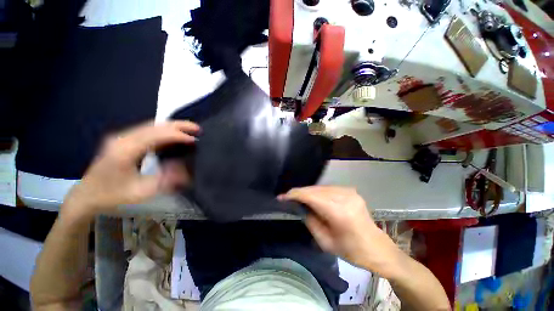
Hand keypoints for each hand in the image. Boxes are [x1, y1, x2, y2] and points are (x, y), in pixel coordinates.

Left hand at [63, 121, 199, 218]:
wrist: (86, 196)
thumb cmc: (112, 196)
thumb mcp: (141, 192)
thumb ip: (165, 179)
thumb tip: (185, 167)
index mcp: (125, 150)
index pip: (156, 135)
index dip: (177, 135)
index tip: (195, 140)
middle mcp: (122, 138)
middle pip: (154, 125)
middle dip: (178, 125)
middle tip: (197, 128)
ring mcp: (121, 137)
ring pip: (151, 125)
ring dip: (172, 127)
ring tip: (190, 130)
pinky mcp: (122, 140)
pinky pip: (147, 130)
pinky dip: (164, 131)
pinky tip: (173, 135)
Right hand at [279, 186, 401, 275]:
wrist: (377, 248)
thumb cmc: (352, 251)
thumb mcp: (325, 242)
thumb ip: (310, 221)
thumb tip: (300, 207)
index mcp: (339, 212)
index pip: (311, 196)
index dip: (294, 195)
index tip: (282, 197)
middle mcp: (344, 196)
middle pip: (314, 189)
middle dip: (300, 193)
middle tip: (288, 198)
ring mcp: (348, 191)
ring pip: (320, 187)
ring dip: (308, 192)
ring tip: (298, 199)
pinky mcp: (350, 190)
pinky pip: (328, 188)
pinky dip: (318, 192)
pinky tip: (313, 198)